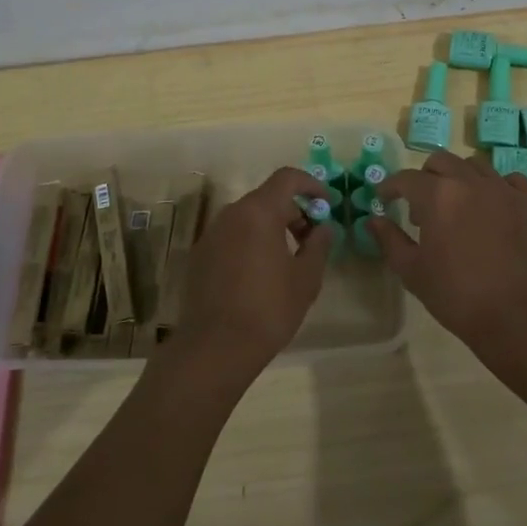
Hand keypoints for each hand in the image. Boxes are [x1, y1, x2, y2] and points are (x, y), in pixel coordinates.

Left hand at [174, 166, 333, 381]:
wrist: (215, 348)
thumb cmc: (269, 308)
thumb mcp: (306, 278)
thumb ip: (319, 245)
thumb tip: (324, 227)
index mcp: (259, 212)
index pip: (287, 178)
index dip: (311, 184)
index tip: (326, 203)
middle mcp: (231, 214)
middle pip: (267, 198)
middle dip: (293, 212)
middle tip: (312, 240)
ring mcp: (212, 234)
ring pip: (248, 218)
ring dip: (272, 228)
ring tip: (288, 260)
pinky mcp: (200, 256)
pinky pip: (232, 236)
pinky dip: (251, 242)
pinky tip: (260, 274)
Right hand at [369, 150, 526, 383]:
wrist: (521, 319)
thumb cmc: (458, 297)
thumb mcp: (413, 272)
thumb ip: (390, 240)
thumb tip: (373, 219)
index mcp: (438, 196)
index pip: (406, 178)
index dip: (391, 186)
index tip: (385, 197)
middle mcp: (471, 182)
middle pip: (441, 162)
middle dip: (425, 177)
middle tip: (421, 205)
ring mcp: (505, 189)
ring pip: (475, 166)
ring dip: (460, 178)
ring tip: (458, 205)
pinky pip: (510, 181)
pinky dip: (495, 188)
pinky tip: (493, 209)